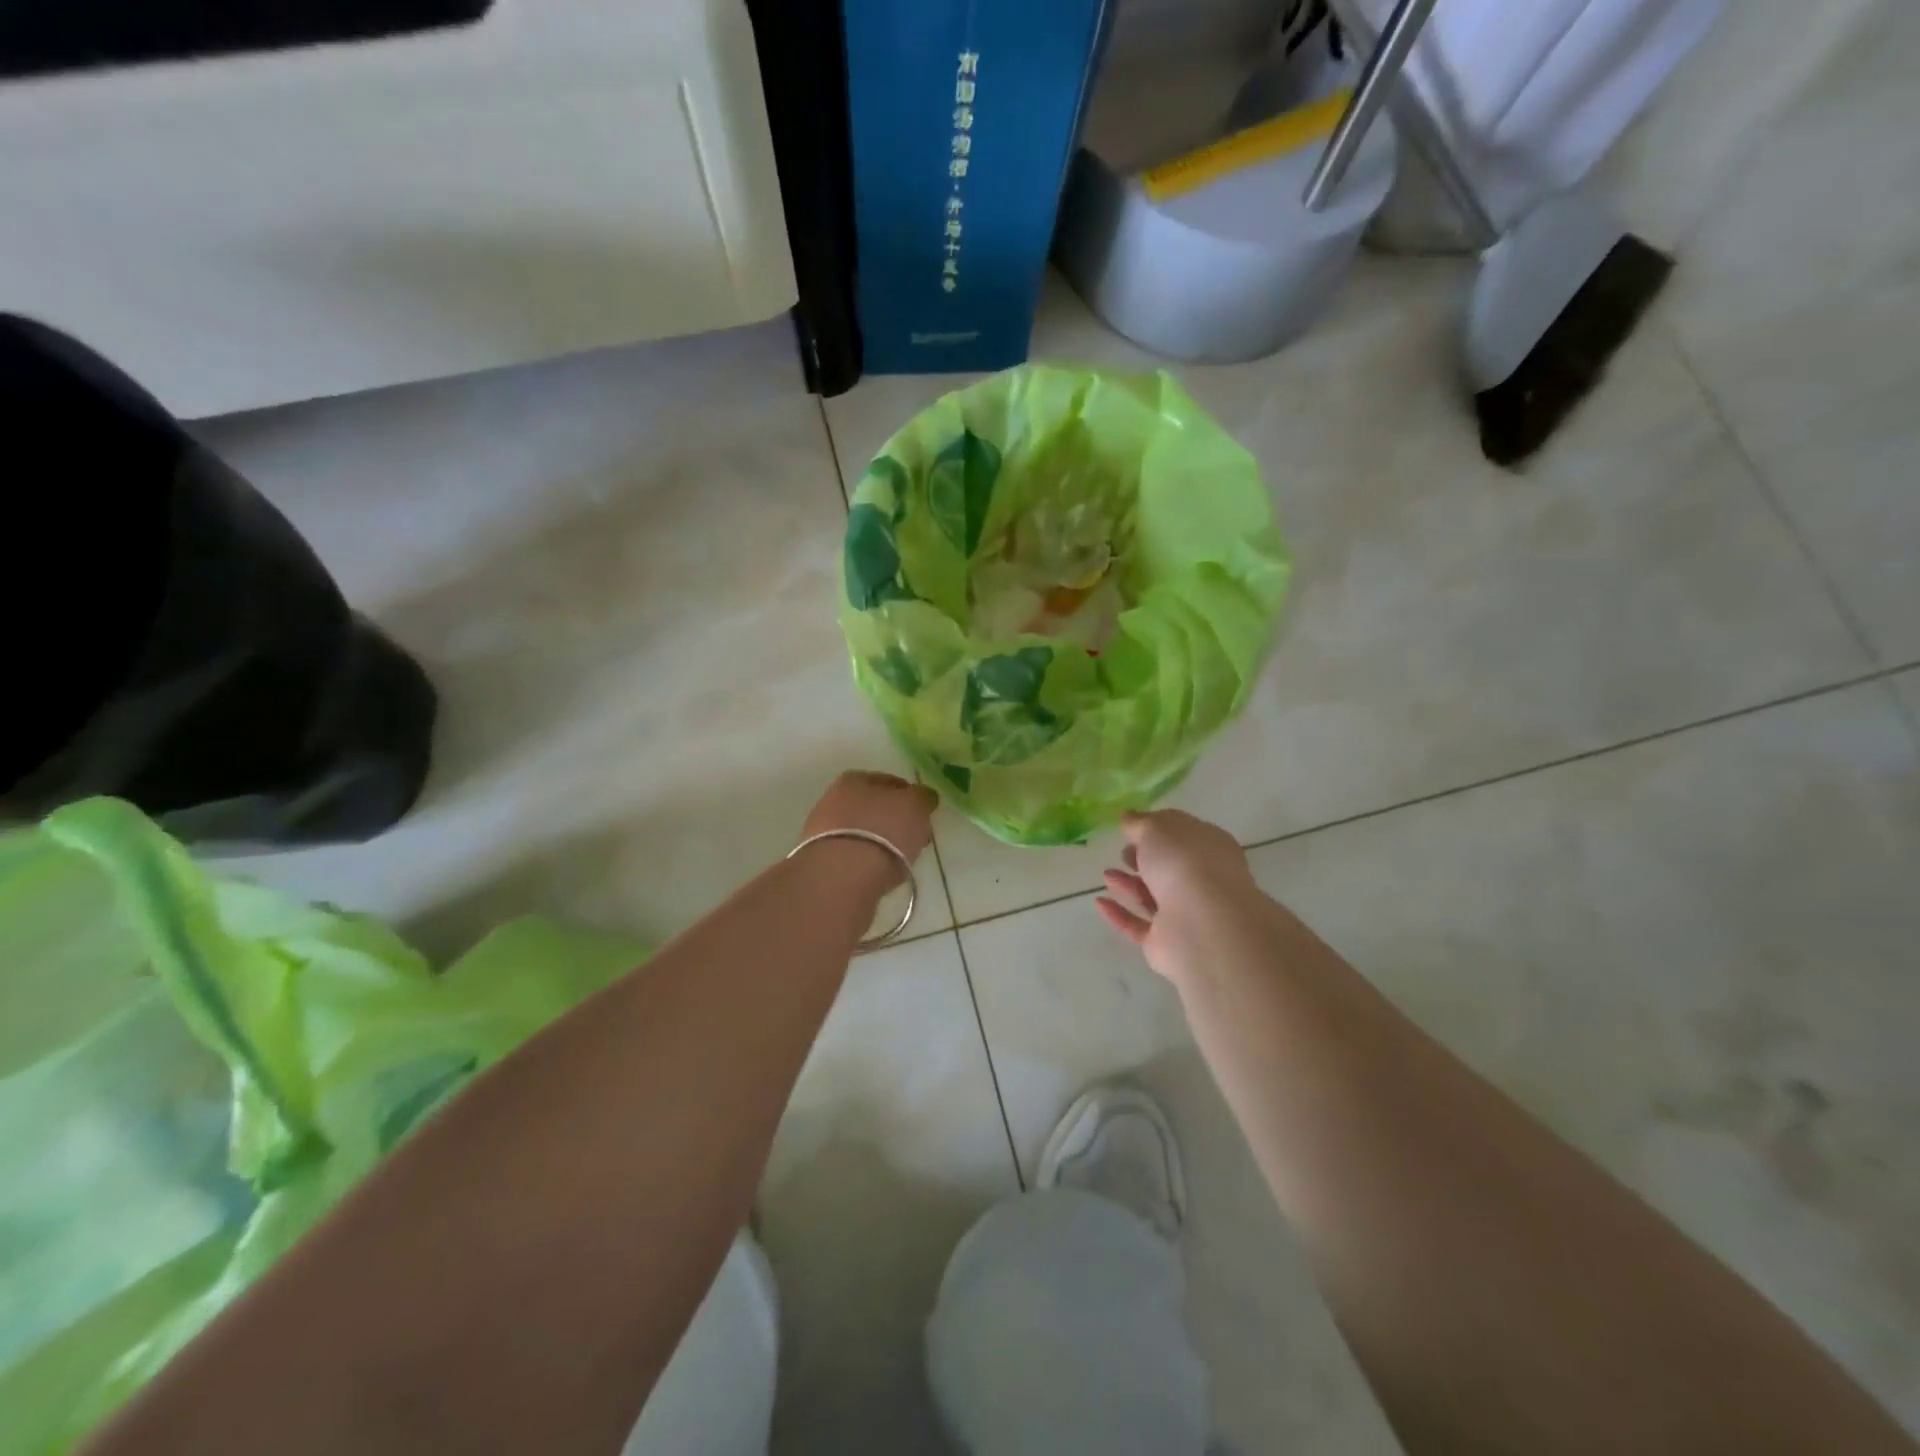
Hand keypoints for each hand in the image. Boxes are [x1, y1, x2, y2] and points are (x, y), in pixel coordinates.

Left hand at [798, 770, 937, 889]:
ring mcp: (822, 830)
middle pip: (873, 807)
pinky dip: (865, 860)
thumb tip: (923, 796)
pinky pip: (852, 855)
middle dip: (893, 821)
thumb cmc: (883, 831)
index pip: (890, 782)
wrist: (841, 874)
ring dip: (879, 842)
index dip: (909, 798)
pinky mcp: (819, 859)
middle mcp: (833, 798)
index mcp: (855, 778)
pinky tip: (877, 872)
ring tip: (897, 860)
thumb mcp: (915, 806)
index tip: (922, 815)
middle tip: (913, 838)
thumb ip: (922, 797)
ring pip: (861, 831)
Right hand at [1097, 810, 1258, 982]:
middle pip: (1170, 869)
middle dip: (1145, 860)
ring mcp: (1186, 915)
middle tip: (1123, 852)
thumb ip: (1140, 823)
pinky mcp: (1166, 942)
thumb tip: (1129, 817)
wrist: (1200, 924)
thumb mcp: (1157, 828)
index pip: (1184, 836)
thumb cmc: (1183, 862)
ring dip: (1129, 885)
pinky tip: (1100, 902)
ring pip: (1154, 897)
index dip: (1159, 830)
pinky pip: (1138, 926)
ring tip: (1106, 874)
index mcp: (1210, 848)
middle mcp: (1203, 881)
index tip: (1133, 828)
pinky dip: (1119, 914)